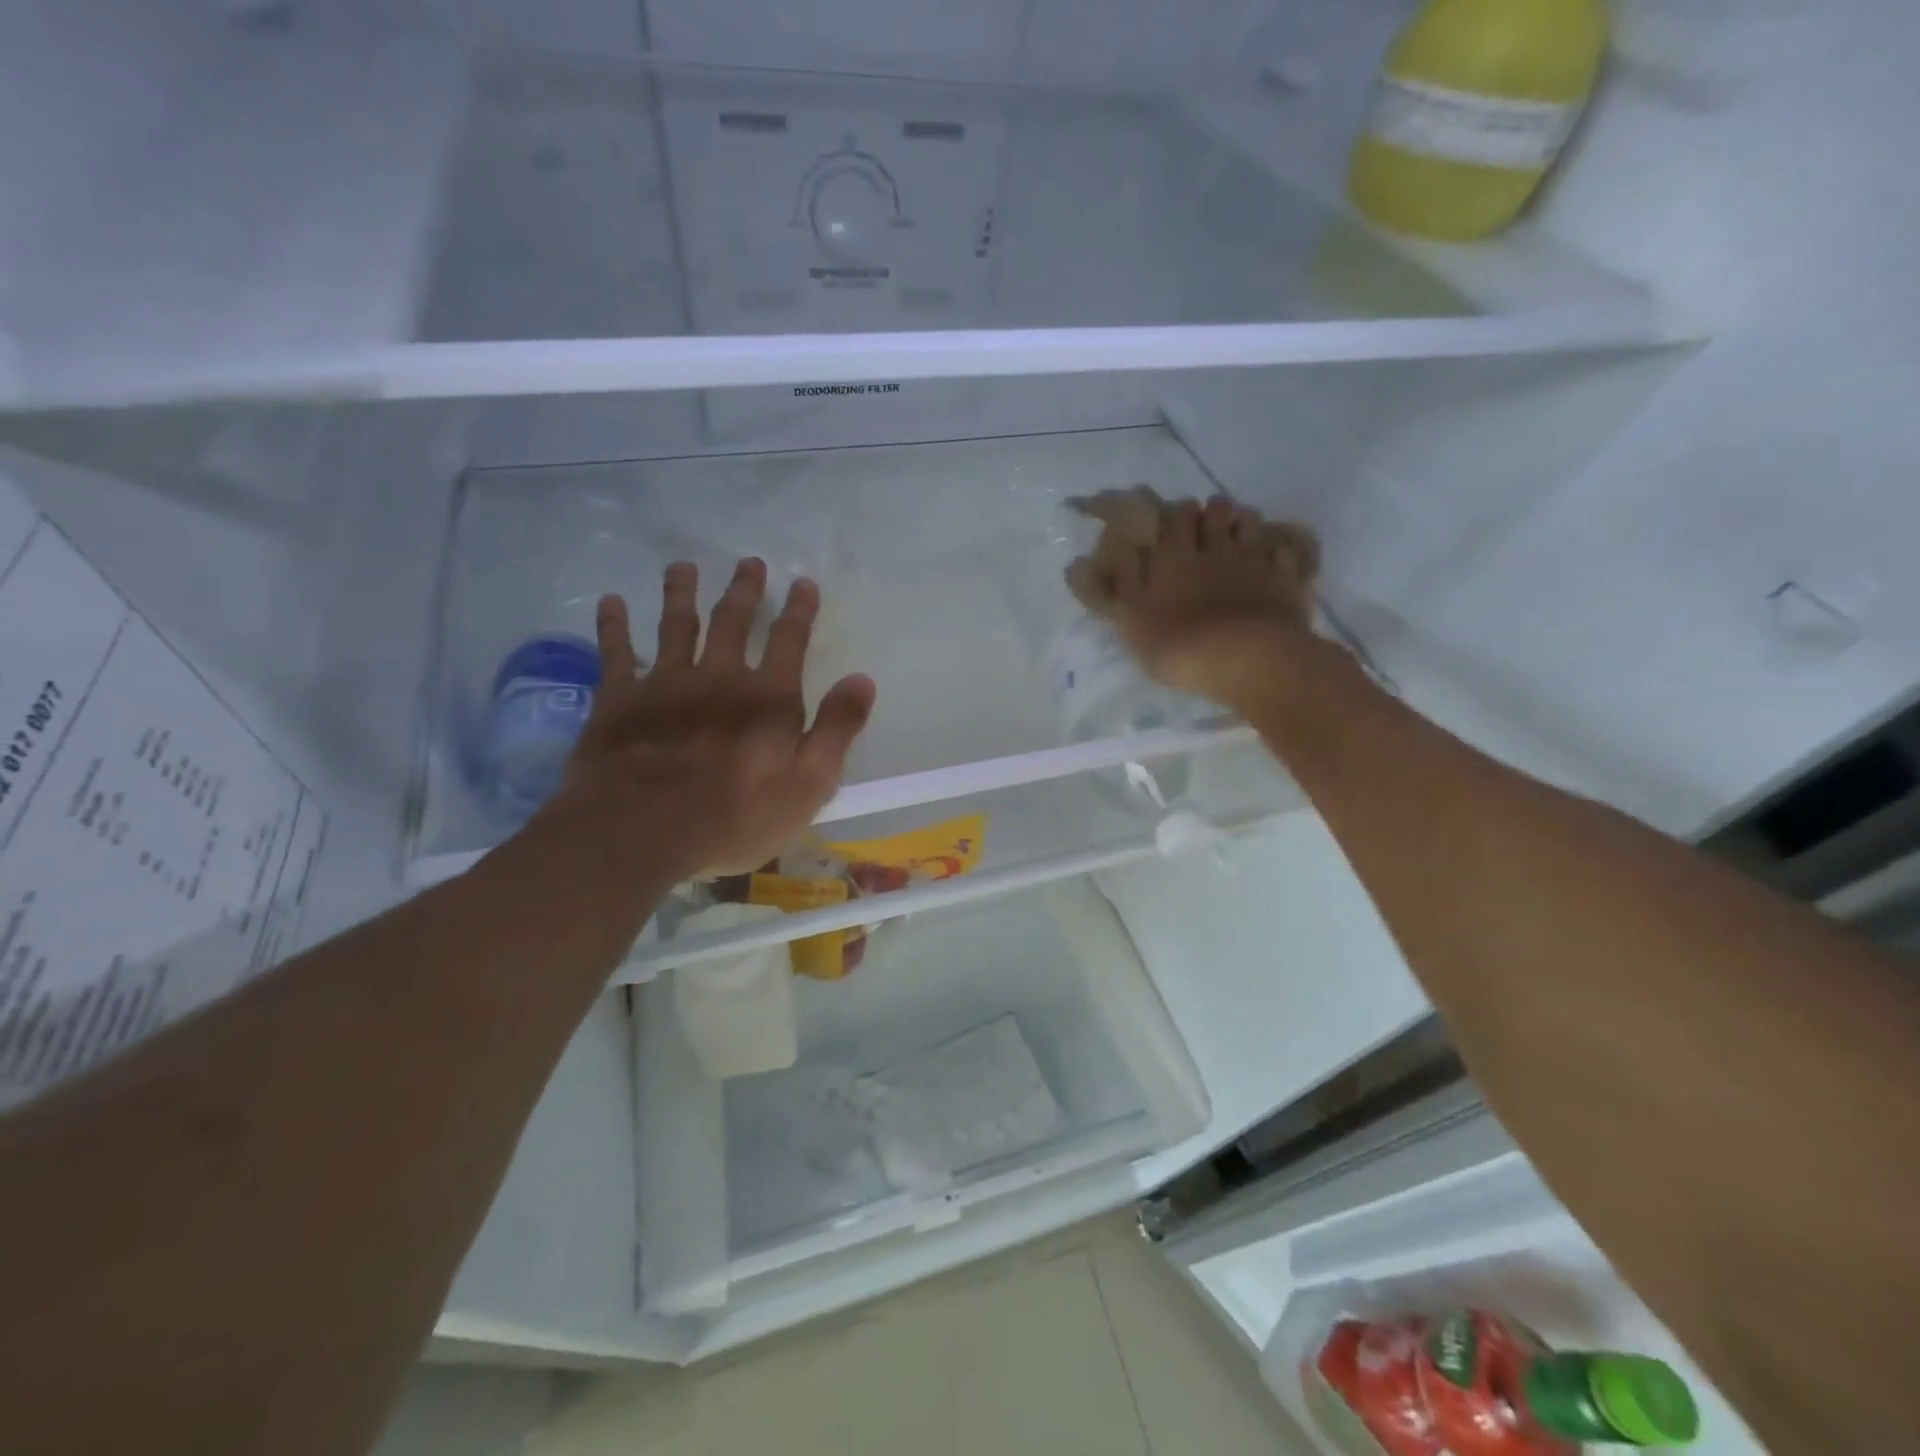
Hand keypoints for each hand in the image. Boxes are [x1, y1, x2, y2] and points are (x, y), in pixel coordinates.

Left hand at [543, 558, 875, 881]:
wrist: (639, 832)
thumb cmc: (734, 817)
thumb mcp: (808, 784)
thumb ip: (836, 729)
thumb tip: (863, 679)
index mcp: (767, 698)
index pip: (789, 641)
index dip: (799, 611)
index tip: (803, 582)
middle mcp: (718, 677)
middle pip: (732, 622)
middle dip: (744, 590)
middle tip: (749, 562)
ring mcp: (665, 683)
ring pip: (675, 625)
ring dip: (681, 593)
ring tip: (682, 566)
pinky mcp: (618, 699)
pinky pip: (615, 652)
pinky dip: (613, 625)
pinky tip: (610, 602)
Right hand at [1065, 488, 1321, 713]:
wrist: (1249, 660)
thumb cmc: (1179, 644)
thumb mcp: (1130, 621)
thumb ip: (1110, 589)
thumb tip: (1079, 562)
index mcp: (1173, 555)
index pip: (1168, 515)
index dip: (1165, 513)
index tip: (1157, 519)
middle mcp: (1214, 546)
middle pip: (1212, 511)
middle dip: (1202, 512)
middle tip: (1196, 525)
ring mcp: (1254, 559)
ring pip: (1247, 522)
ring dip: (1238, 521)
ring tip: (1232, 533)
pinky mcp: (1286, 578)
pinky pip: (1283, 548)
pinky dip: (1277, 545)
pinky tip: (1272, 553)